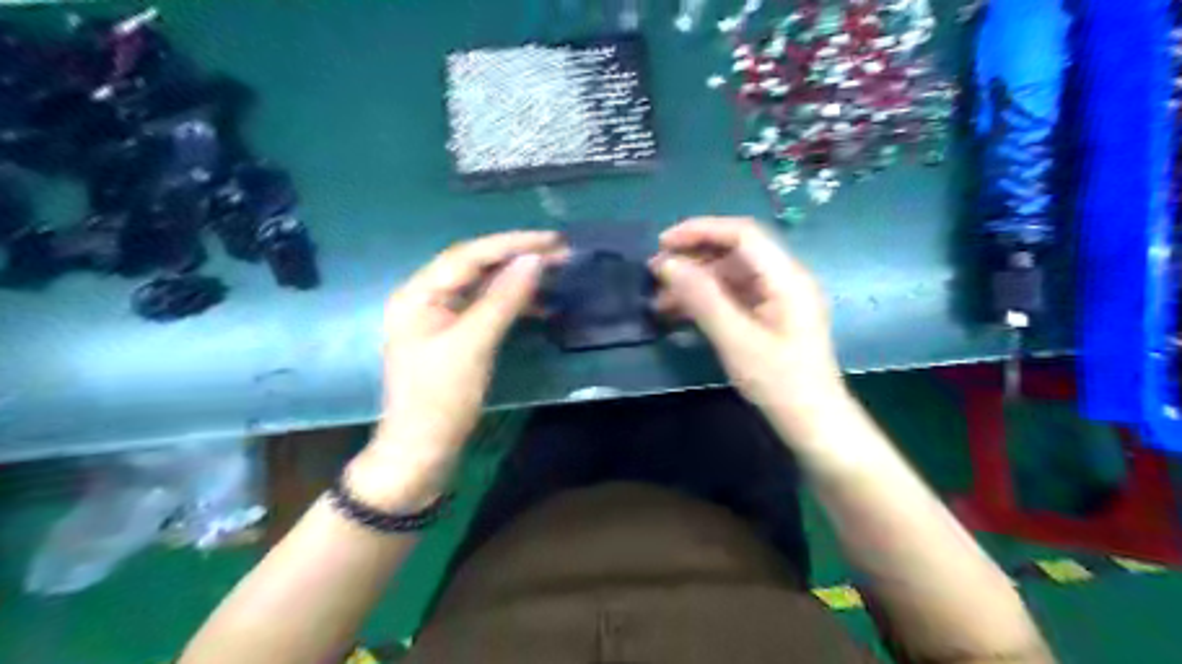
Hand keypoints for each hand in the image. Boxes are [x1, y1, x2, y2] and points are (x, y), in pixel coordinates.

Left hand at [346, 232, 558, 510]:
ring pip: (483, 287)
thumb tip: (534, 260)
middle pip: (476, 267)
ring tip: (556, 273)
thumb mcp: (474, 344)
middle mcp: (426, 298)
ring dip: (518, 280)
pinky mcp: (455, 337)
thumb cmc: (441, 398)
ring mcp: (440, 319)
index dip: (512, 244)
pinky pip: (486, 309)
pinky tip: (539, 305)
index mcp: (418, 294)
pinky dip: (512, 305)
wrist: (422, 451)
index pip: (469, 255)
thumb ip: (503, 299)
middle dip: (517, 258)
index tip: (552, 240)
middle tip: (561, 253)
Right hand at [655, 218, 850, 440]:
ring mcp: (777, 299)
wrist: (813, 424)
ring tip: (660, 300)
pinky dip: (705, 301)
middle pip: (734, 252)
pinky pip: (733, 297)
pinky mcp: (769, 316)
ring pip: (730, 275)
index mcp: (786, 277)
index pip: (742, 234)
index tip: (662, 244)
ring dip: (695, 282)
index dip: (700, 230)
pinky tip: (680, 314)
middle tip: (655, 275)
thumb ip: (702, 298)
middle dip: (693, 259)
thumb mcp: (736, 340)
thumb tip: (667, 264)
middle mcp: (784, 279)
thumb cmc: (780, 382)